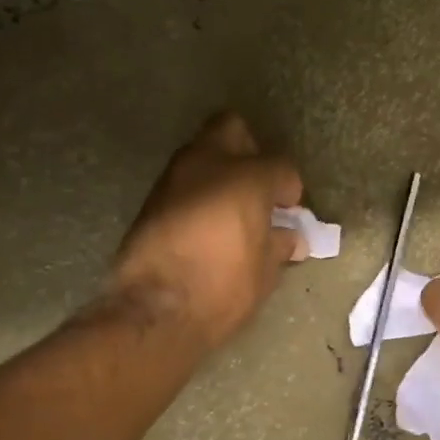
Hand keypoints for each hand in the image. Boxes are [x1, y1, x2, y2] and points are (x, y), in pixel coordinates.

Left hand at [111, 113, 303, 348]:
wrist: (156, 309)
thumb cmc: (223, 286)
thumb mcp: (265, 270)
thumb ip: (280, 244)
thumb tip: (290, 237)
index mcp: (247, 177)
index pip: (281, 166)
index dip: (289, 189)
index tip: (288, 212)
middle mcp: (207, 164)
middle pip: (232, 129)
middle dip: (249, 152)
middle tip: (259, 189)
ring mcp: (173, 178)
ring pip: (202, 153)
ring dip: (220, 173)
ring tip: (233, 211)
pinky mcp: (150, 199)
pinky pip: (184, 183)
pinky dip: (199, 195)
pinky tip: (207, 226)